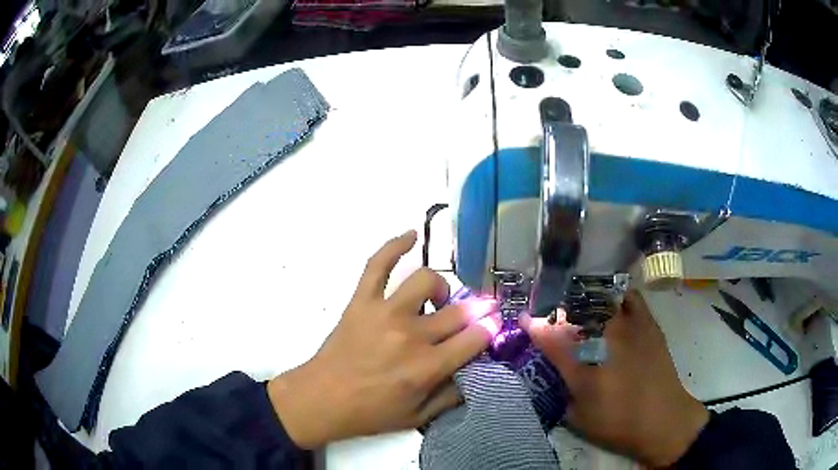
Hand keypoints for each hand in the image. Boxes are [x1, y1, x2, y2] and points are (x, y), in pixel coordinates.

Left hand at [268, 230, 500, 448]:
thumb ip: (451, 395)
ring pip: (425, 280)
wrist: (321, 399)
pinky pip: (378, 265)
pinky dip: (394, 246)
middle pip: (458, 312)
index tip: (493, 326)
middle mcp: (411, 335)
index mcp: (427, 367)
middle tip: (476, 314)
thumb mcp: (417, 417)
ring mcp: (384, 312)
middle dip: (477, 311)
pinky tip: (410, 236)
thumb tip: (475, 371)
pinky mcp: (361, 301)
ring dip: (440, 287)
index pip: (474, 338)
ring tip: (437, 300)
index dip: (490, 330)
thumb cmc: (370, 412)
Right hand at [522, 291, 708, 466]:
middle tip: (555, 316)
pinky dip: (618, 296)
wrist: (663, 420)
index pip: (551, 337)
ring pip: (603, 300)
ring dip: (587, 301)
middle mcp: (606, 339)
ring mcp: (630, 327)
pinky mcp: (649, 325)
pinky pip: (631, 298)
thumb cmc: (618, 423)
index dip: (534, 325)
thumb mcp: (579, 416)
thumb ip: (562, 389)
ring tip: (581, 306)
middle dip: (560, 310)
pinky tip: (612, 304)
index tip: (525, 319)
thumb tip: (551, 371)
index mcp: (585, 365)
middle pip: (576, 312)